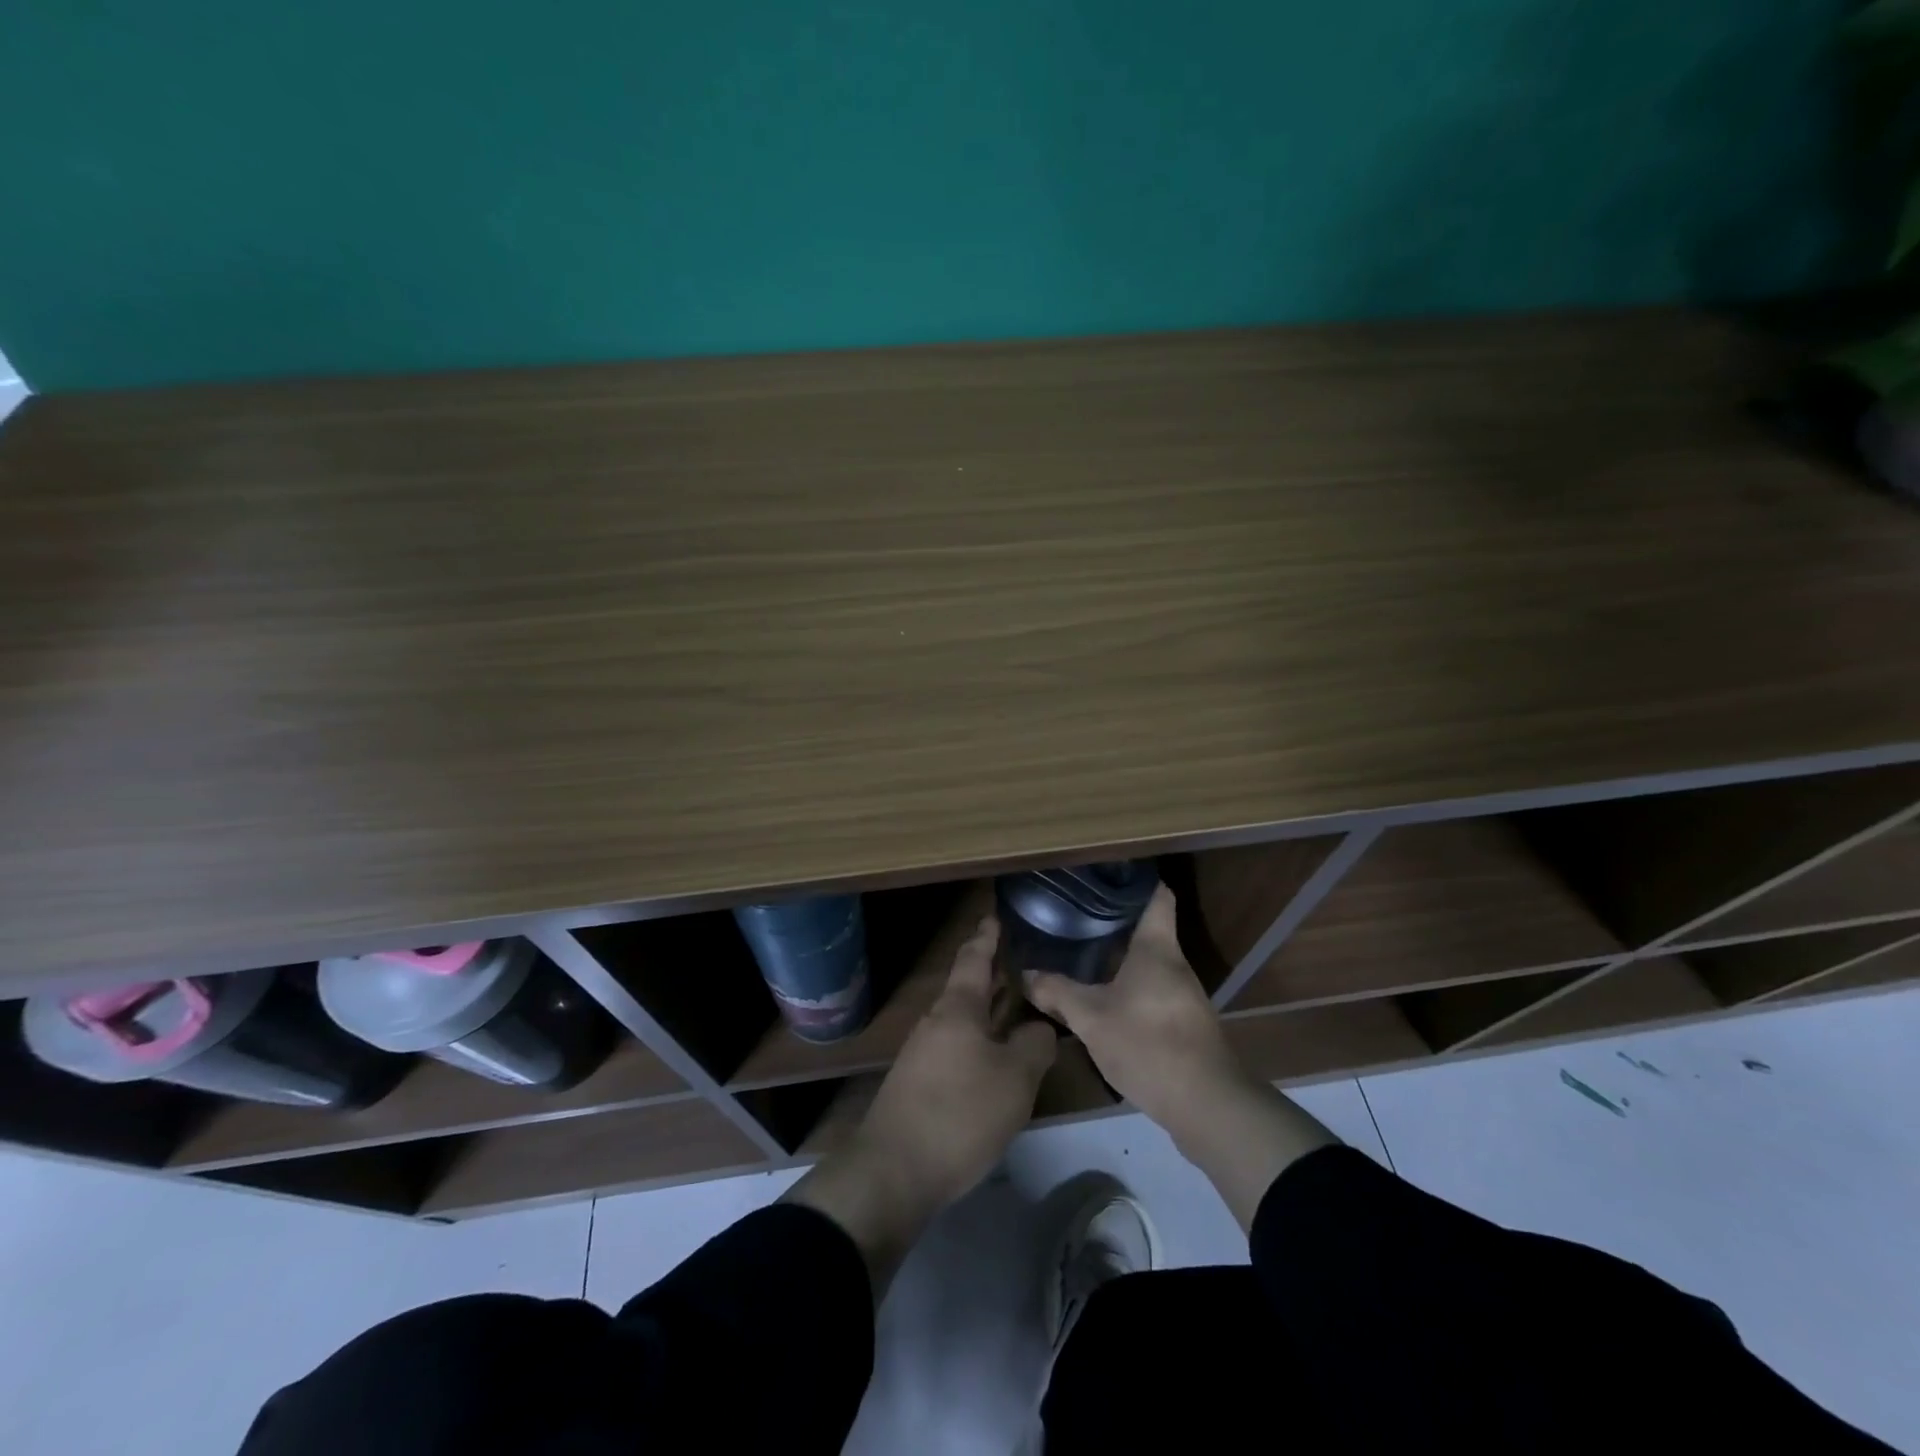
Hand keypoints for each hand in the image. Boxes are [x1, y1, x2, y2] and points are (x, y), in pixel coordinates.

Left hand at [785, 914, 1055, 1295]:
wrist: (893, 1171)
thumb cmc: (959, 1113)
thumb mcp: (1014, 1080)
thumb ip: (1034, 1045)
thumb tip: (1039, 1028)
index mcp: (957, 1009)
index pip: (973, 960)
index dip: (986, 938)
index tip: (994, 917)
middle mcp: (936, 1022)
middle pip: (967, 990)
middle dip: (993, 977)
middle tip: (1021, 965)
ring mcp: (923, 1054)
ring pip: (963, 1022)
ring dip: (988, 1013)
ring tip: (1017, 1010)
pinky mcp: (919, 1085)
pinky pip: (957, 1049)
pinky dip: (979, 1042)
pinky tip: (996, 1061)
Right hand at [1023, 884, 1338, 1229]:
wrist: (1205, 1104)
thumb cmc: (1148, 1043)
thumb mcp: (1091, 1018)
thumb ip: (1058, 993)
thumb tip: (1027, 974)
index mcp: (1157, 948)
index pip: (1157, 895)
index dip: (1136, 880)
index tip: (1106, 873)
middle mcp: (1174, 964)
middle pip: (1147, 929)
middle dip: (1113, 921)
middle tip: (1075, 914)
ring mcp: (1183, 995)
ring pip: (1147, 963)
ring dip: (1119, 958)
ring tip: (1081, 953)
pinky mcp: (1184, 1023)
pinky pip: (1151, 991)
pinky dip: (1127, 987)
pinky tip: (1101, 998)